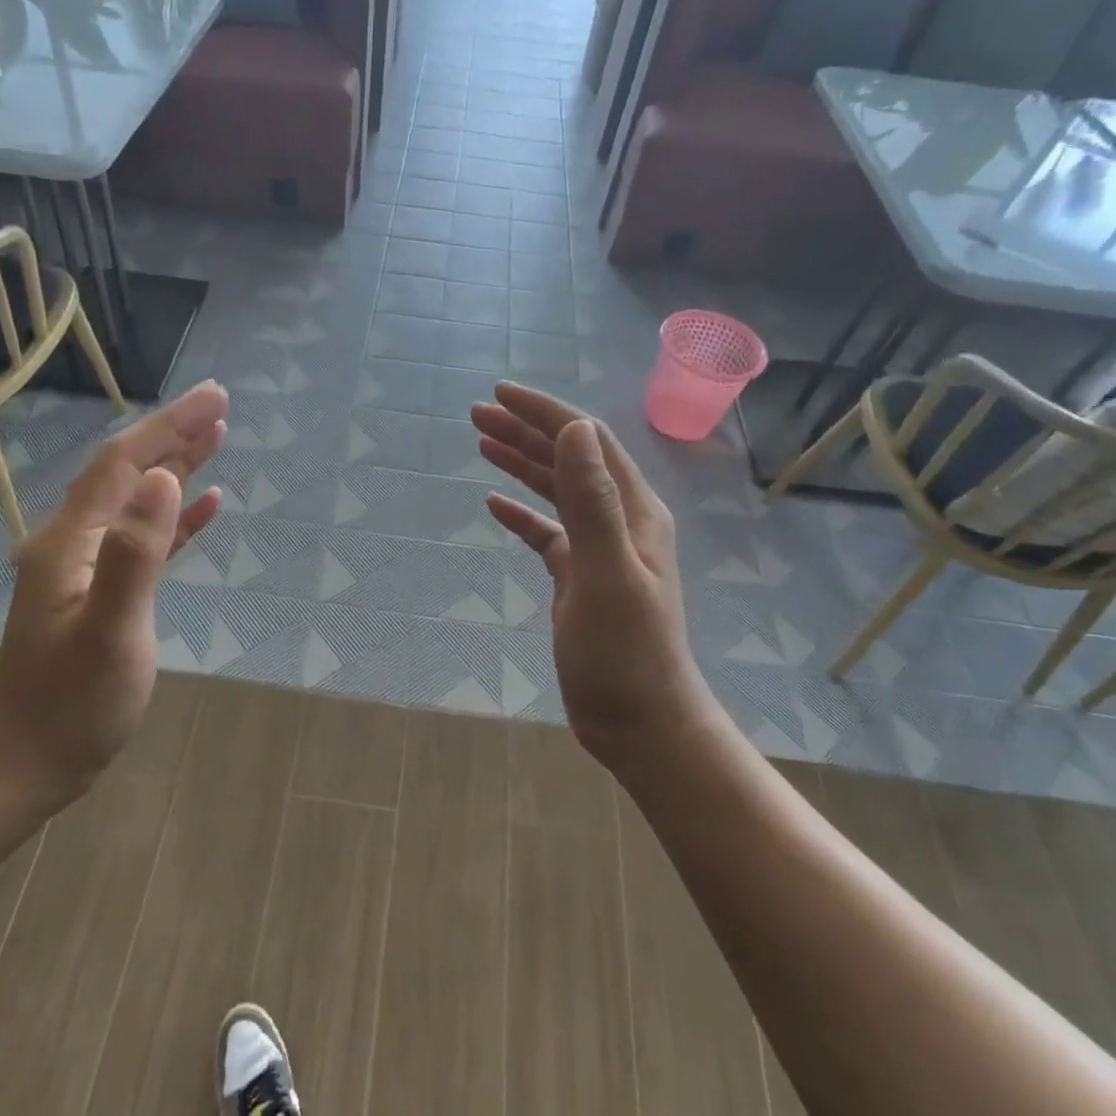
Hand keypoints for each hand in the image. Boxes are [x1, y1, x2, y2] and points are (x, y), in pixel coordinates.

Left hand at [0, 381, 228, 814]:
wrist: (29, 761)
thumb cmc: (73, 703)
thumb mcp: (111, 630)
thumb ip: (136, 552)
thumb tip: (165, 479)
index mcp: (71, 540)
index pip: (125, 463)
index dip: (170, 425)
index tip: (215, 397)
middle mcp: (75, 540)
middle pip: (129, 471)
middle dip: (175, 434)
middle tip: (221, 405)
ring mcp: (87, 565)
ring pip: (138, 499)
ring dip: (176, 466)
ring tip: (218, 438)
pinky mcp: (104, 589)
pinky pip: (145, 537)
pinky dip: (176, 516)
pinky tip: (205, 506)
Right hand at [471, 384, 709, 773]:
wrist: (639, 721)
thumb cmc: (625, 653)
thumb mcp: (606, 573)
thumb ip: (592, 501)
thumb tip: (573, 429)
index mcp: (634, 510)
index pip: (586, 441)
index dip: (544, 413)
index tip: (499, 394)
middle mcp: (620, 520)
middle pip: (569, 459)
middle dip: (525, 431)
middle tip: (476, 413)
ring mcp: (600, 549)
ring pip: (556, 490)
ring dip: (521, 463)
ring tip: (481, 441)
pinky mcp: (579, 577)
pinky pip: (547, 532)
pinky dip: (521, 513)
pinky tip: (494, 504)